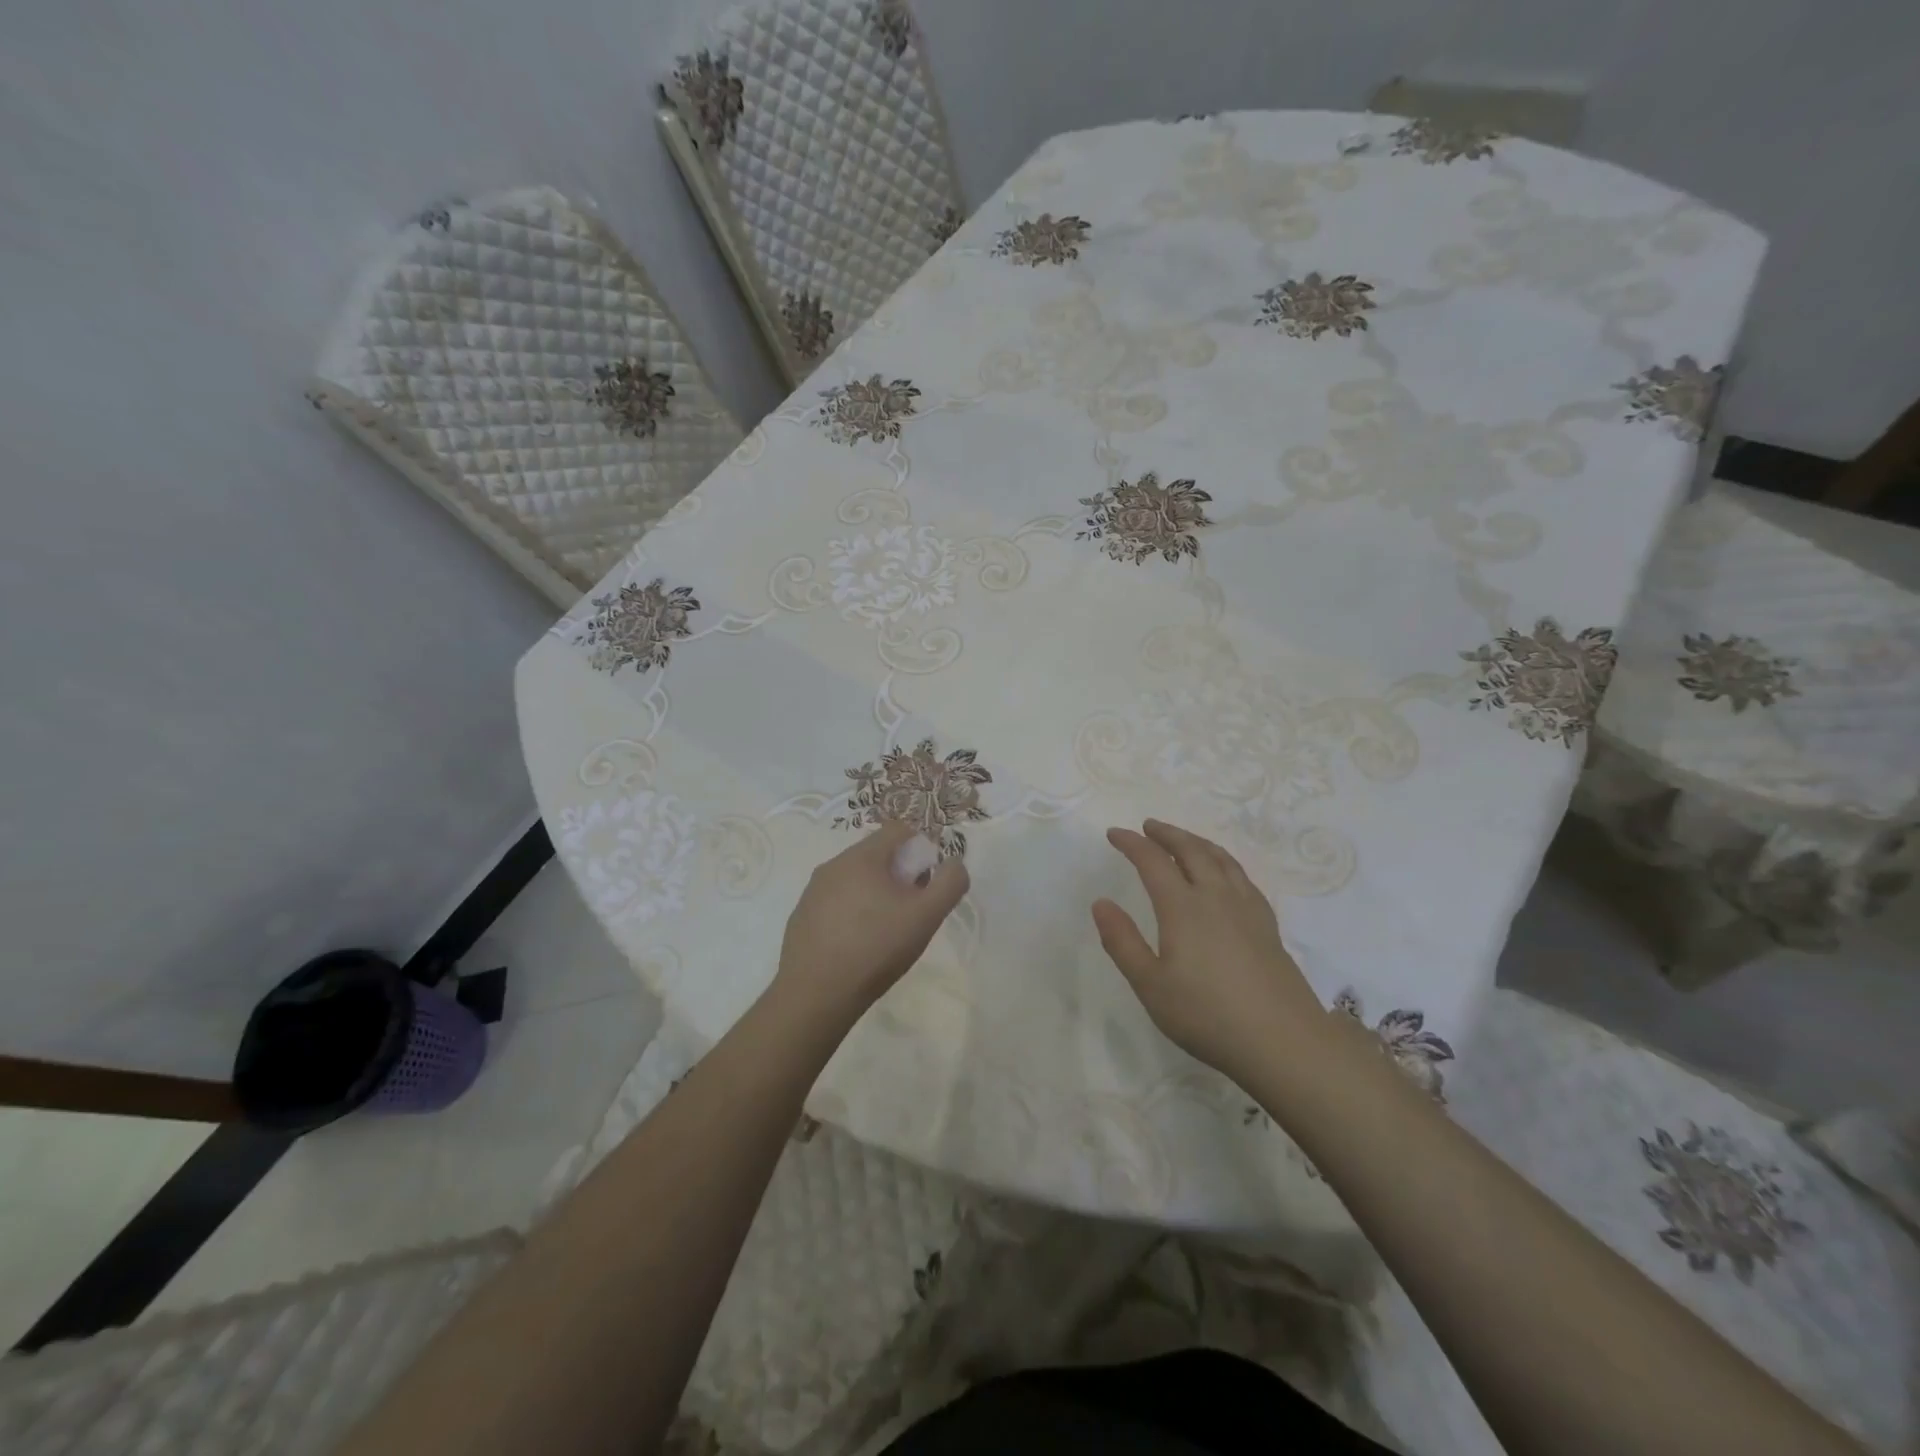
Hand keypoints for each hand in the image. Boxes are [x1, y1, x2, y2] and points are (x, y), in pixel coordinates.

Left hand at [774, 820, 968, 1029]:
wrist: (816, 994)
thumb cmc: (876, 948)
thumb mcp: (926, 916)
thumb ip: (949, 883)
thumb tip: (954, 863)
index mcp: (862, 856)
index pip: (899, 829)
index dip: (921, 849)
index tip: (927, 882)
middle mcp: (833, 864)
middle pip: (877, 854)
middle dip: (899, 874)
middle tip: (910, 910)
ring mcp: (813, 890)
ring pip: (855, 878)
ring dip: (875, 893)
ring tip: (885, 931)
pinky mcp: (802, 915)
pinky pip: (835, 901)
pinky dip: (852, 912)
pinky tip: (858, 944)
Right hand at [1092, 819, 1324, 1085]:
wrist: (1283, 1041)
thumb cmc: (1207, 1015)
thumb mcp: (1151, 985)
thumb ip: (1122, 942)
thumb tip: (1100, 903)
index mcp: (1182, 907)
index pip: (1152, 861)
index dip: (1131, 843)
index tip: (1114, 834)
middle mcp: (1215, 896)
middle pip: (1191, 850)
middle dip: (1167, 834)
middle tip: (1148, 826)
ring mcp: (1247, 908)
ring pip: (1220, 859)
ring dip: (1197, 842)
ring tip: (1183, 840)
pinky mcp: (1267, 924)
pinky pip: (1242, 876)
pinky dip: (1224, 861)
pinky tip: (1224, 874)